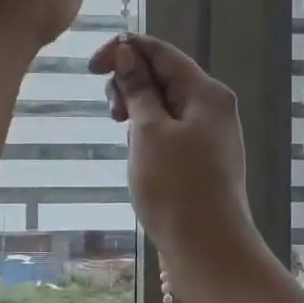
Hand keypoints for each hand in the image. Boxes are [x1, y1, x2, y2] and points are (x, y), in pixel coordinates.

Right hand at [89, 33, 263, 288]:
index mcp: (205, 92)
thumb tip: (127, 52)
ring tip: (125, 140)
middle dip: (130, 84)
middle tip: (112, 116)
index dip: (123, 50)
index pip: (160, 51)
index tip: (91, 69)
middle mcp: (213, 106)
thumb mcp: (149, 132)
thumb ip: (138, 89)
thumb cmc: (176, 188)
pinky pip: (170, 130)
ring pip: (164, 104)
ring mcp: (210, 134)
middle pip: (163, 75)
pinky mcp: (203, 159)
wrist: (210, 252)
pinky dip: (149, 133)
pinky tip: (138, 155)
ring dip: (137, 111)